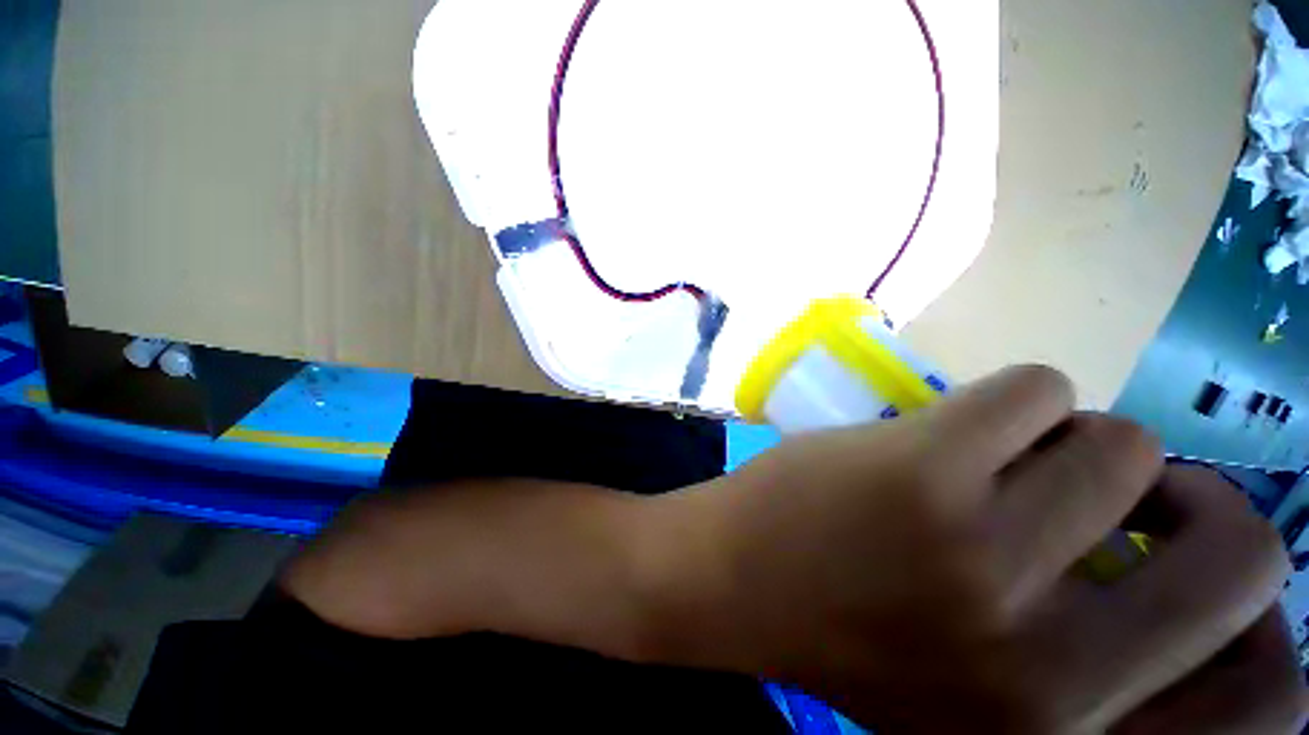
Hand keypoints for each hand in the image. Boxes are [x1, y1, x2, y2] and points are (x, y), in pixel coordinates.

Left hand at [650, 366, 1305, 732]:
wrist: (729, 580)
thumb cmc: (850, 635)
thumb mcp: (988, 694)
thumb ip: (1096, 662)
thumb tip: (1179, 562)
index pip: (1269, 704)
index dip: (1261, 622)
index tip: (1202, 568)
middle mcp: (1053, 672)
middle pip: (1244, 554)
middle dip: (1194, 501)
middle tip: (1126, 488)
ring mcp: (987, 557)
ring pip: (1124, 444)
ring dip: (1073, 440)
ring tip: (1001, 460)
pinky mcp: (925, 471)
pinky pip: (1038, 390)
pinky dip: (1019, 398)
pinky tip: (956, 426)